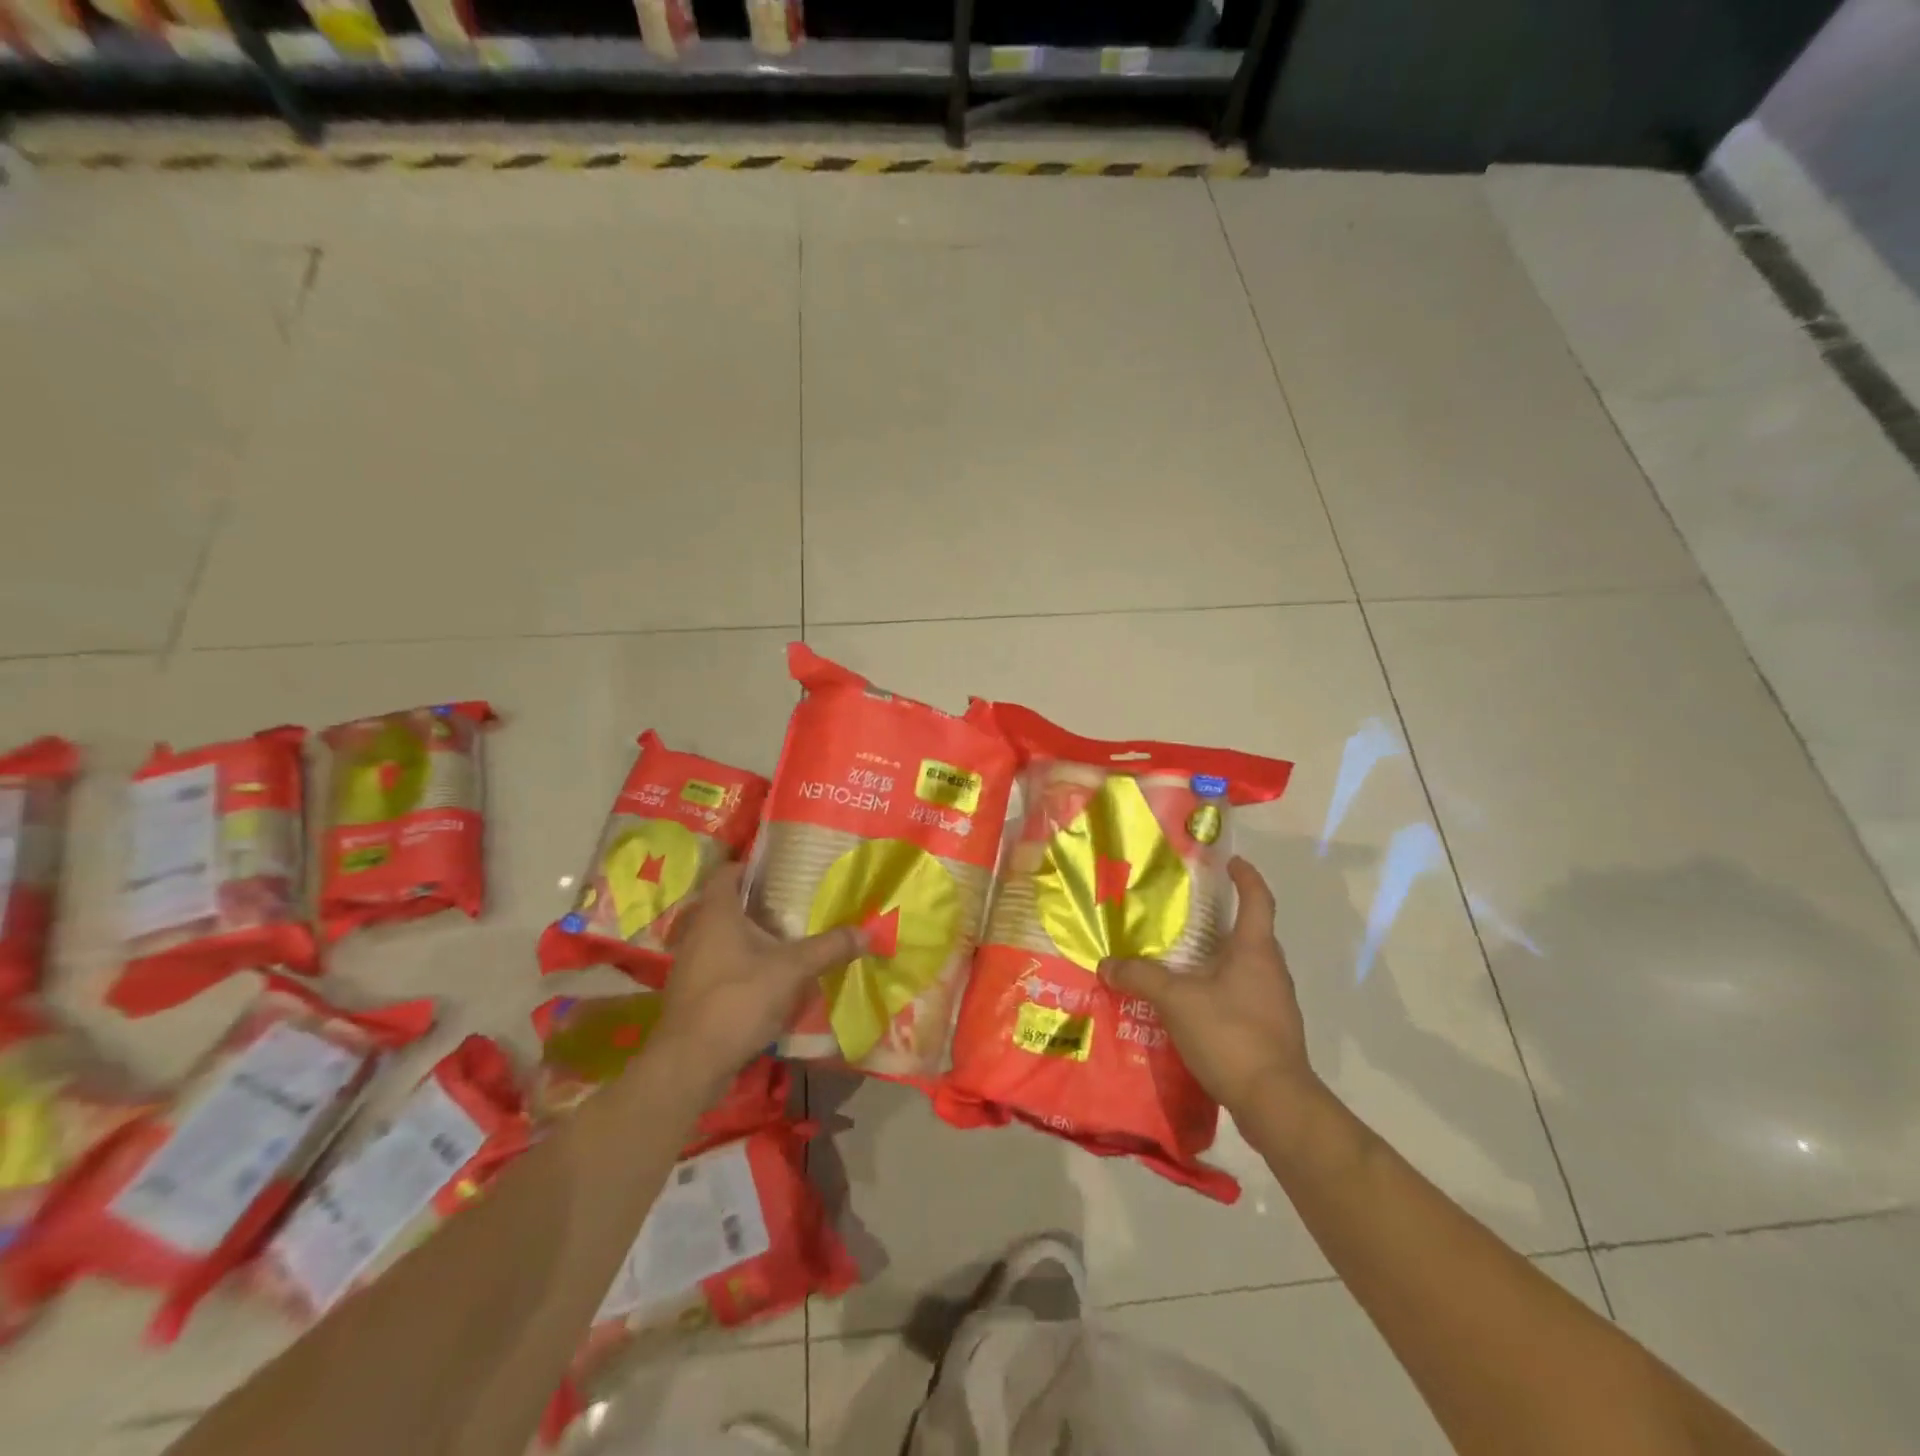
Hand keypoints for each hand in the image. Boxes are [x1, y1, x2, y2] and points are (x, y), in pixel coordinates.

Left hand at [653, 863, 863, 1083]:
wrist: (690, 1063)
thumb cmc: (738, 999)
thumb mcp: (792, 970)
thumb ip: (829, 948)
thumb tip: (868, 932)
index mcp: (716, 913)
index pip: (727, 872)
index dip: (750, 865)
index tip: (780, 866)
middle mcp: (698, 932)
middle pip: (728, 904)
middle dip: (759, 902)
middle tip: (794, 900)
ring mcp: (692, 964)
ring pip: (725, 937)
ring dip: (752, 935)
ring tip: (789, 936)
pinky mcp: (695, 993)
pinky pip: (722, 965)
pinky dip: (745, 963)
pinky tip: (771, 975)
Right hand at [1099, 857, 1313, 1115]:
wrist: (1276, 1102)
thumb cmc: (1231, 1034)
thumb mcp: (1176, 1000)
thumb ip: (1140, 977)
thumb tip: (1106, 964)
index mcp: (1255, 950)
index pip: (1257, 899)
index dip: (1246, 877)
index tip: (1231, 861)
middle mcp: (1271, 970)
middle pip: (1251, 933)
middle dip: (1223, 919)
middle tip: (1187, 913)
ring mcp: (1275, 1003)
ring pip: (1246, 967)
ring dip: (1219, 957)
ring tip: (1181, 960)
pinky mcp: (1271, 1031)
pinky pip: (1243, 996)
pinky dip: (1220, 989)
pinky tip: (1192, 1004)